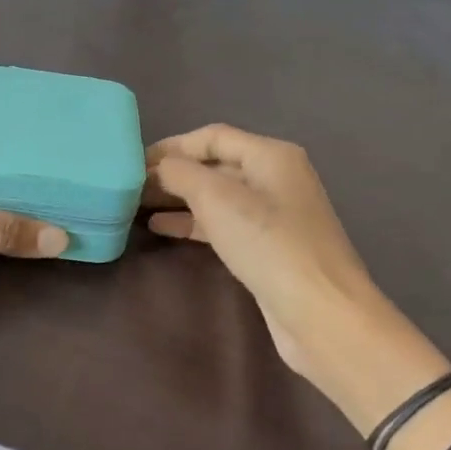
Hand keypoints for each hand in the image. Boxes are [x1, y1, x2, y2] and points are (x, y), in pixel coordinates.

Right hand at [145, 124, 450, 432]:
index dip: (171, 146)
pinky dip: (192, 222)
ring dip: (177, 198)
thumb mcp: (218, 199)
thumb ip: (181, 173)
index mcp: (271, 155)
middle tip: (129, 187)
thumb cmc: (269, 245)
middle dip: (172, 173)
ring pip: (216, 196)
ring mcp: (273, 215)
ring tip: (136, 206)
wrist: (321, 313)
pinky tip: (161, 228)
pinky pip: (222, 224)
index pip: (212, 136)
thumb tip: (157, 168)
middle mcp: (275, 178)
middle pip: (214, 164)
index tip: (133, 162)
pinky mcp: (266, 247)